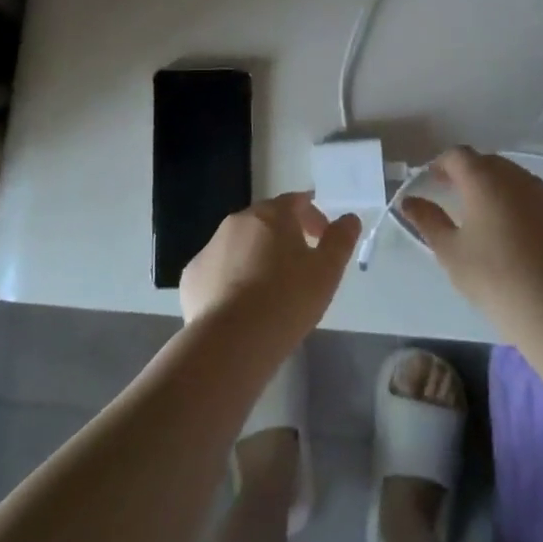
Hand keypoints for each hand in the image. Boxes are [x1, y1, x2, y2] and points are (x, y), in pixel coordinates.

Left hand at [179, 194, 360, 357]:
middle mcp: (236, 222)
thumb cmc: (288, 299)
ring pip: (239, 245)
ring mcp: (209, 248)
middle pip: (265, 221)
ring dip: (256, 256)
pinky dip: (231, 278)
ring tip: (271, 290)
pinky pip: (217, 270)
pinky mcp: (192, 276)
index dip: (313, 216)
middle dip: (284, 236)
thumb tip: (350, 219)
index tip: (323, 237)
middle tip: (300, 264)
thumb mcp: (327, 270)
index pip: (295, 202)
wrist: (233, 339)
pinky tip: (242, 304)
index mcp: (270, 215)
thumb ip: (341, 240)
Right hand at [398, 147, 542, 333]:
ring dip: (500, 190)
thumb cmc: (494, 277)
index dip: (442, 163)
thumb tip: (409, 201)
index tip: (433, 181)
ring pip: (519, 182)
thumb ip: (428, 220)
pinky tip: (523, 241)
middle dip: (471, 174)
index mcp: (485, 180)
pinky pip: (541, 204)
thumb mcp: (450, 251)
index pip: (458, 155)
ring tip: (489, 219)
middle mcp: (519, 180)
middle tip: (458, 197)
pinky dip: (526, 211)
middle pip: (490, 163)